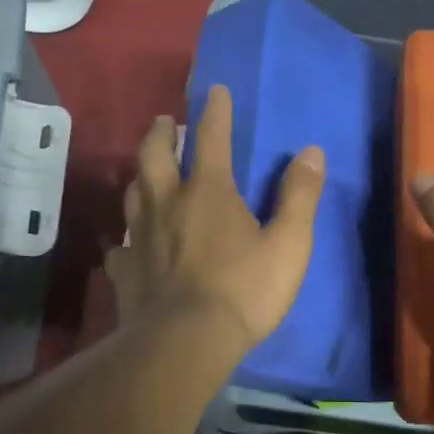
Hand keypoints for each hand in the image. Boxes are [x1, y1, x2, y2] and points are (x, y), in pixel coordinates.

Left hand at [105, 84, 325, 352]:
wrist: (185, 343)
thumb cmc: (243, 291)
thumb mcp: (288, 244)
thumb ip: (299, 196)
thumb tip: (312, 152)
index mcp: (208, 191)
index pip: (210, 137)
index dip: (215, 110)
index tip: (215, 90)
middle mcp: (167, 203)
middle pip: (154, 155)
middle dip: (160, 133)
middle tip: (164, 122)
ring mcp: (140, 237)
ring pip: (133, 194)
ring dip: (140, 175)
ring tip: (146, 172)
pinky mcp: (126, 270)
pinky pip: (122, 246)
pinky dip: (127, 238)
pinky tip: (130, 245)